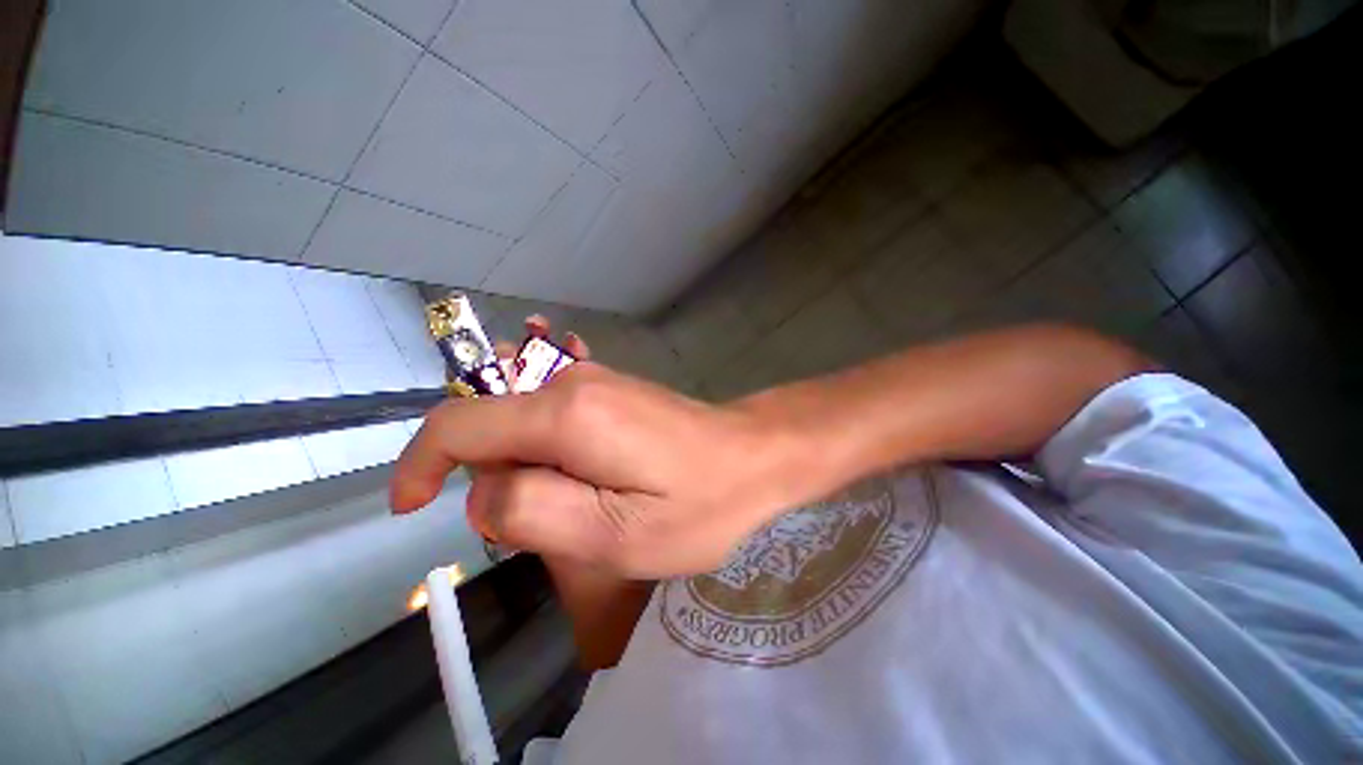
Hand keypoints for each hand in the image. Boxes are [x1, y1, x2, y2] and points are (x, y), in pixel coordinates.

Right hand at [391, 317, 796, 578]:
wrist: (753, 455)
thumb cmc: (700, 504)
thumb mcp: (615, 535)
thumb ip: (532, 512)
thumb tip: (483, 493)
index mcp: (566, 414)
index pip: (457, 425)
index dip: (419, 465)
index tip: (411, 509)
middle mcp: (573, 383)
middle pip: (491, 427)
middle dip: (498, 480)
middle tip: (560, 523)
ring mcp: (594, 380)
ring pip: (521, 424)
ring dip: (530, 471)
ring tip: (590, 504)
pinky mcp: (610, 389)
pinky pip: (551, 418)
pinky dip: (551, 454)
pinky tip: (599, 478)